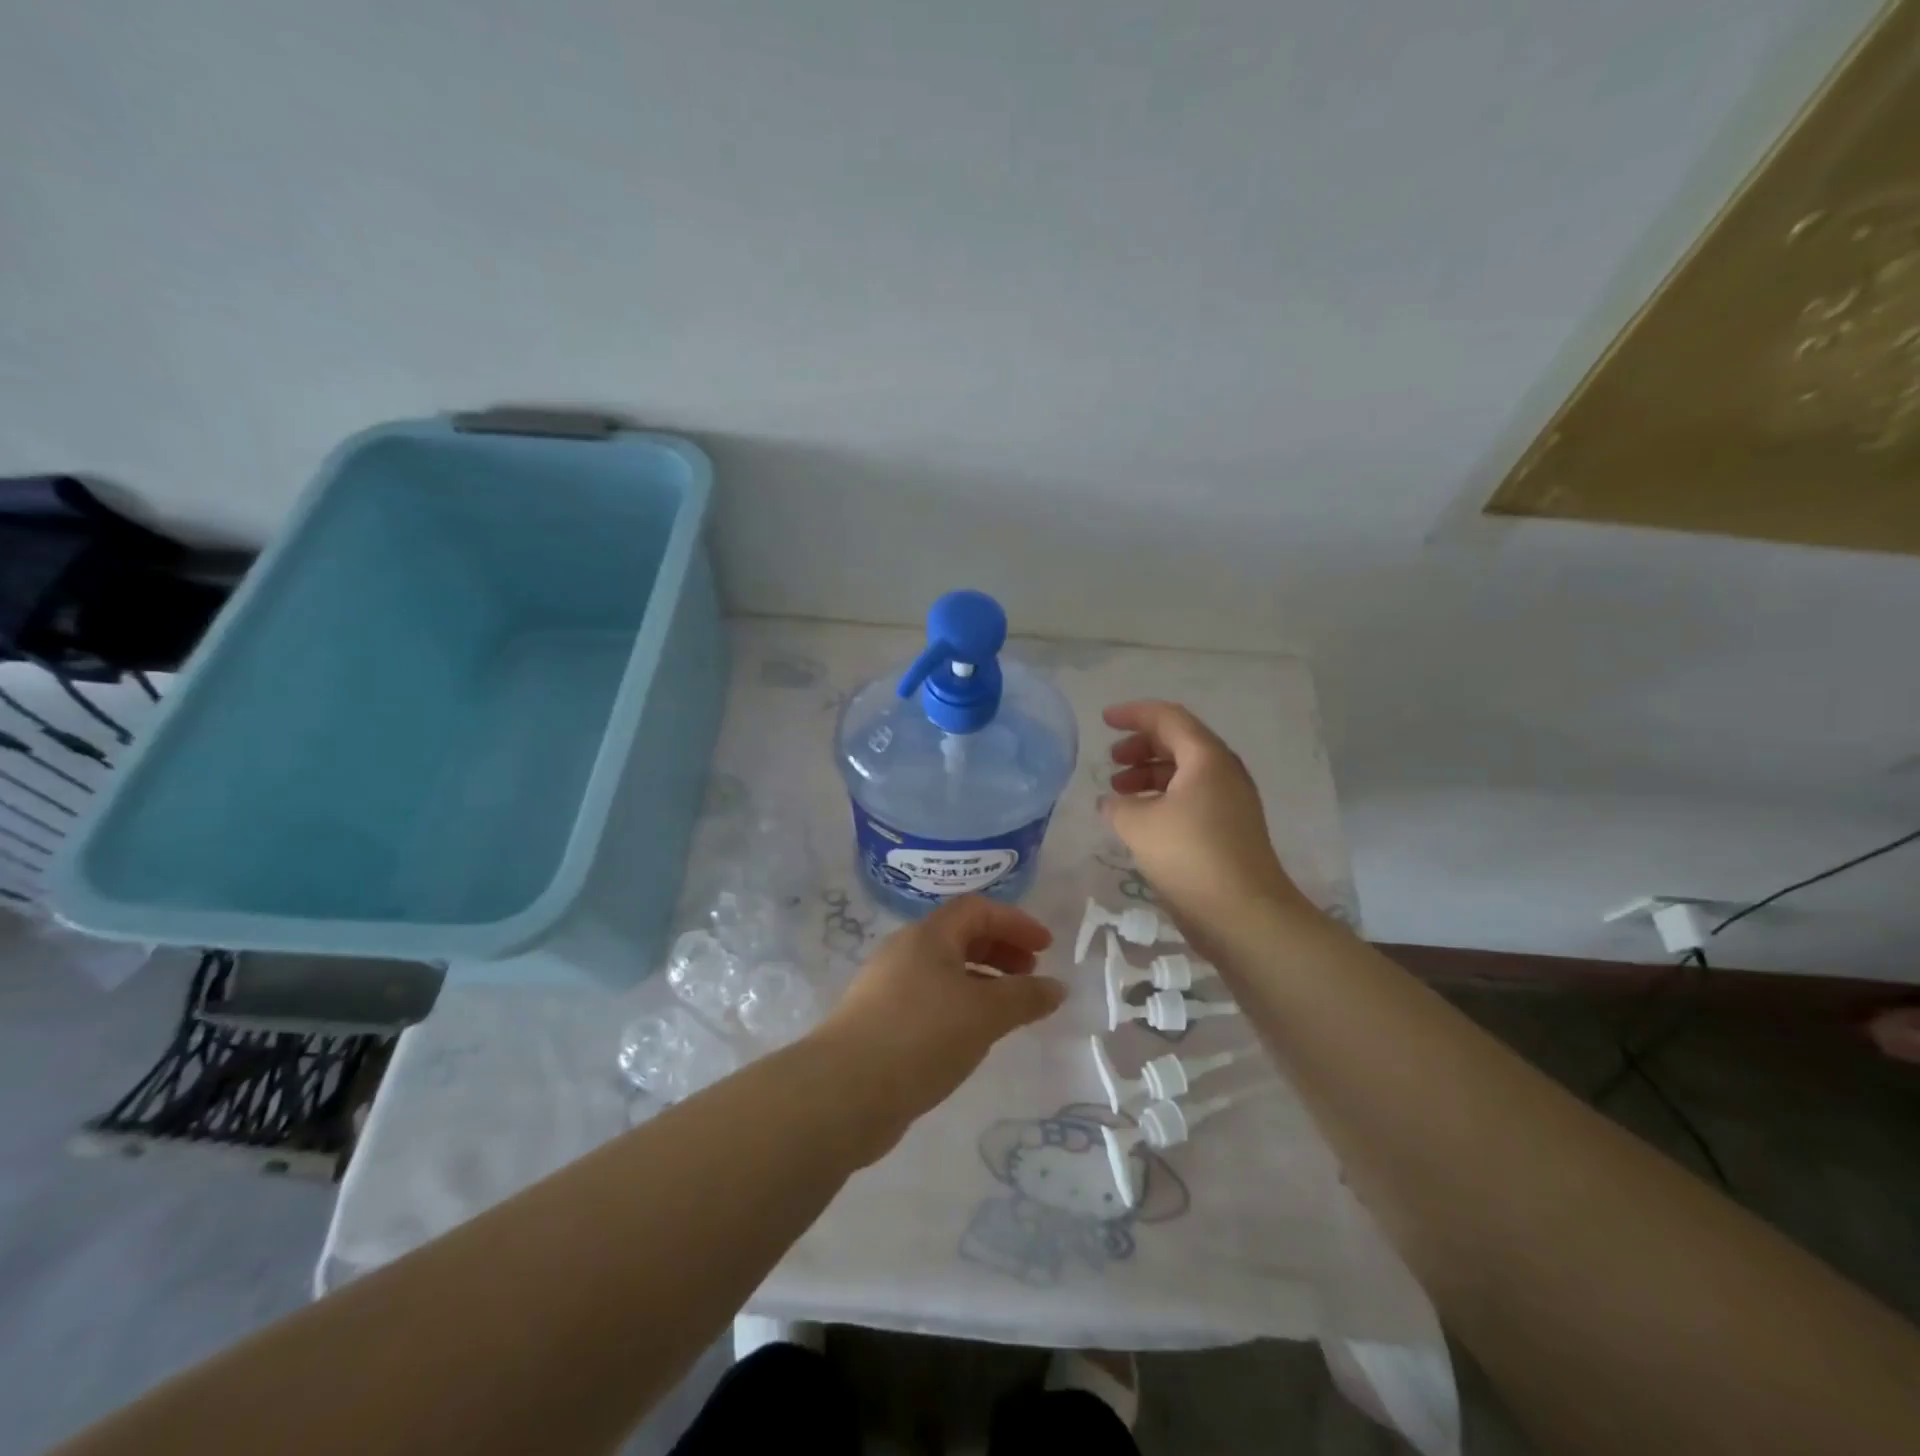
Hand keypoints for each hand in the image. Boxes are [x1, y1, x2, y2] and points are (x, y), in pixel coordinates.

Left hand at [816, 897, 1064, 1148]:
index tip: (1046, 948)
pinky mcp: (879, 1021)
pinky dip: (959, 1006)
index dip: (1015, 922)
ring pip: (944, 970)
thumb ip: (1025, 997)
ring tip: (1007, 1010)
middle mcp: (905, 951)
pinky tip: (970, 1036)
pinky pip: (929, 999)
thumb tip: (1057, 987)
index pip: (977, 909)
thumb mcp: (985, 1014)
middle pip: (959, 935)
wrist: (844, 1090)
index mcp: (928, 935)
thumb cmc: (921, 1035)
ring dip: (981, 980)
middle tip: (1029, 975)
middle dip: (1000, 949)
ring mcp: (887, 986)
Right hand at [1100, 700, 1308, 938]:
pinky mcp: (1229, 831)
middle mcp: (1224, 772)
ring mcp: (1231, 803)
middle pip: (1178, 743)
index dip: (1133, 714)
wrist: (1245, 915)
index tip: (1103, 720)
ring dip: (1149, 775)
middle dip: (1140, 747)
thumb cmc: (1189, 856)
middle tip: (1111, 762)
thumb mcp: (1139, 824)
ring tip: (1118, 794)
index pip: (1168, 718)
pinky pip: (1191, 799)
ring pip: (1184, 773)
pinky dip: (1162, 799)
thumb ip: (1118, 805)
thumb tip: (1113, 802)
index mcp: (1206, 758)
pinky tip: (1140, 821)